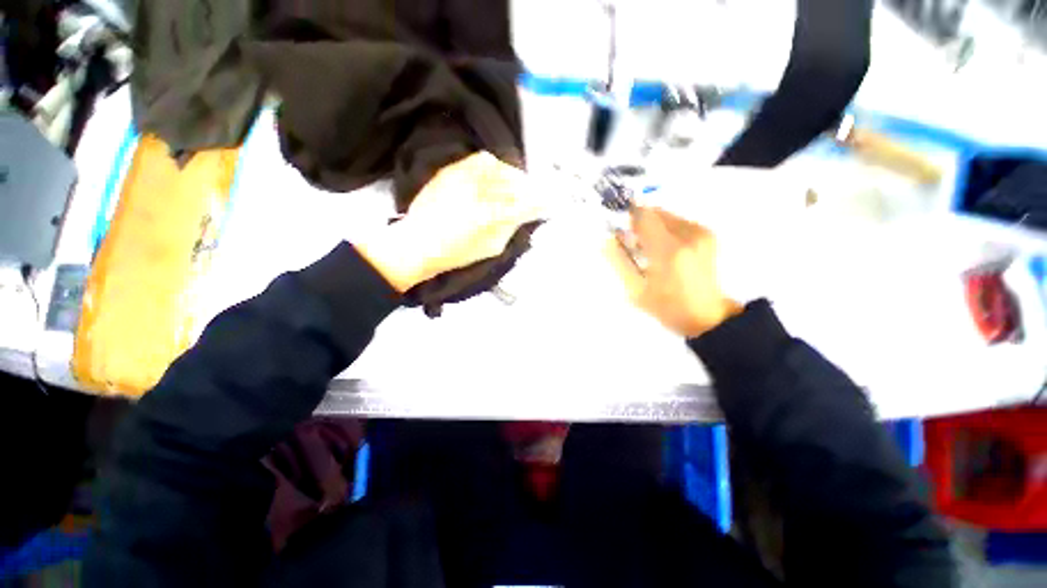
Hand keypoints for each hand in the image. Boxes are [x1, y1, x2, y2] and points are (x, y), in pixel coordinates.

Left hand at [353, 152, 543, 291]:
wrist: (417, 243)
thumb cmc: (455, 254)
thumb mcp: (491, 248)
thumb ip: (510, 228)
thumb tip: (524, 214)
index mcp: (492, 216)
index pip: (526, 203)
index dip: (541, 202)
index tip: (549, 203)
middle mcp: (480, 191)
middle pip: (515, 183)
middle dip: (529, 189)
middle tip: (533, 196)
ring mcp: (465, 178)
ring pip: (501, 168)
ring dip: (514, 176)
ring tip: (516, 185)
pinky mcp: (452, 171)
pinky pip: (480, 160)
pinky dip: (494, 165)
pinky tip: (496, 174)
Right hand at [607, 207, 740, 337]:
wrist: (705, 315)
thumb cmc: (666, 306)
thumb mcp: (635, 289)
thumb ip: (618, 261)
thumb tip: (605, 239)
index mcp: (668, 250)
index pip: (644, 216)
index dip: (628, 218)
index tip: (620, 230)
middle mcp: (688, 235)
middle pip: (655, 212)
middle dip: (640, 224)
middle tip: (634, 245)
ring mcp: (701, 232)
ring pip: (666, 215)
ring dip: (653, 227)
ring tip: (650, 251)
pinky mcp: (708, 234)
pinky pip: (679, 221)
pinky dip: (666, 230)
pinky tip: (665, 250)